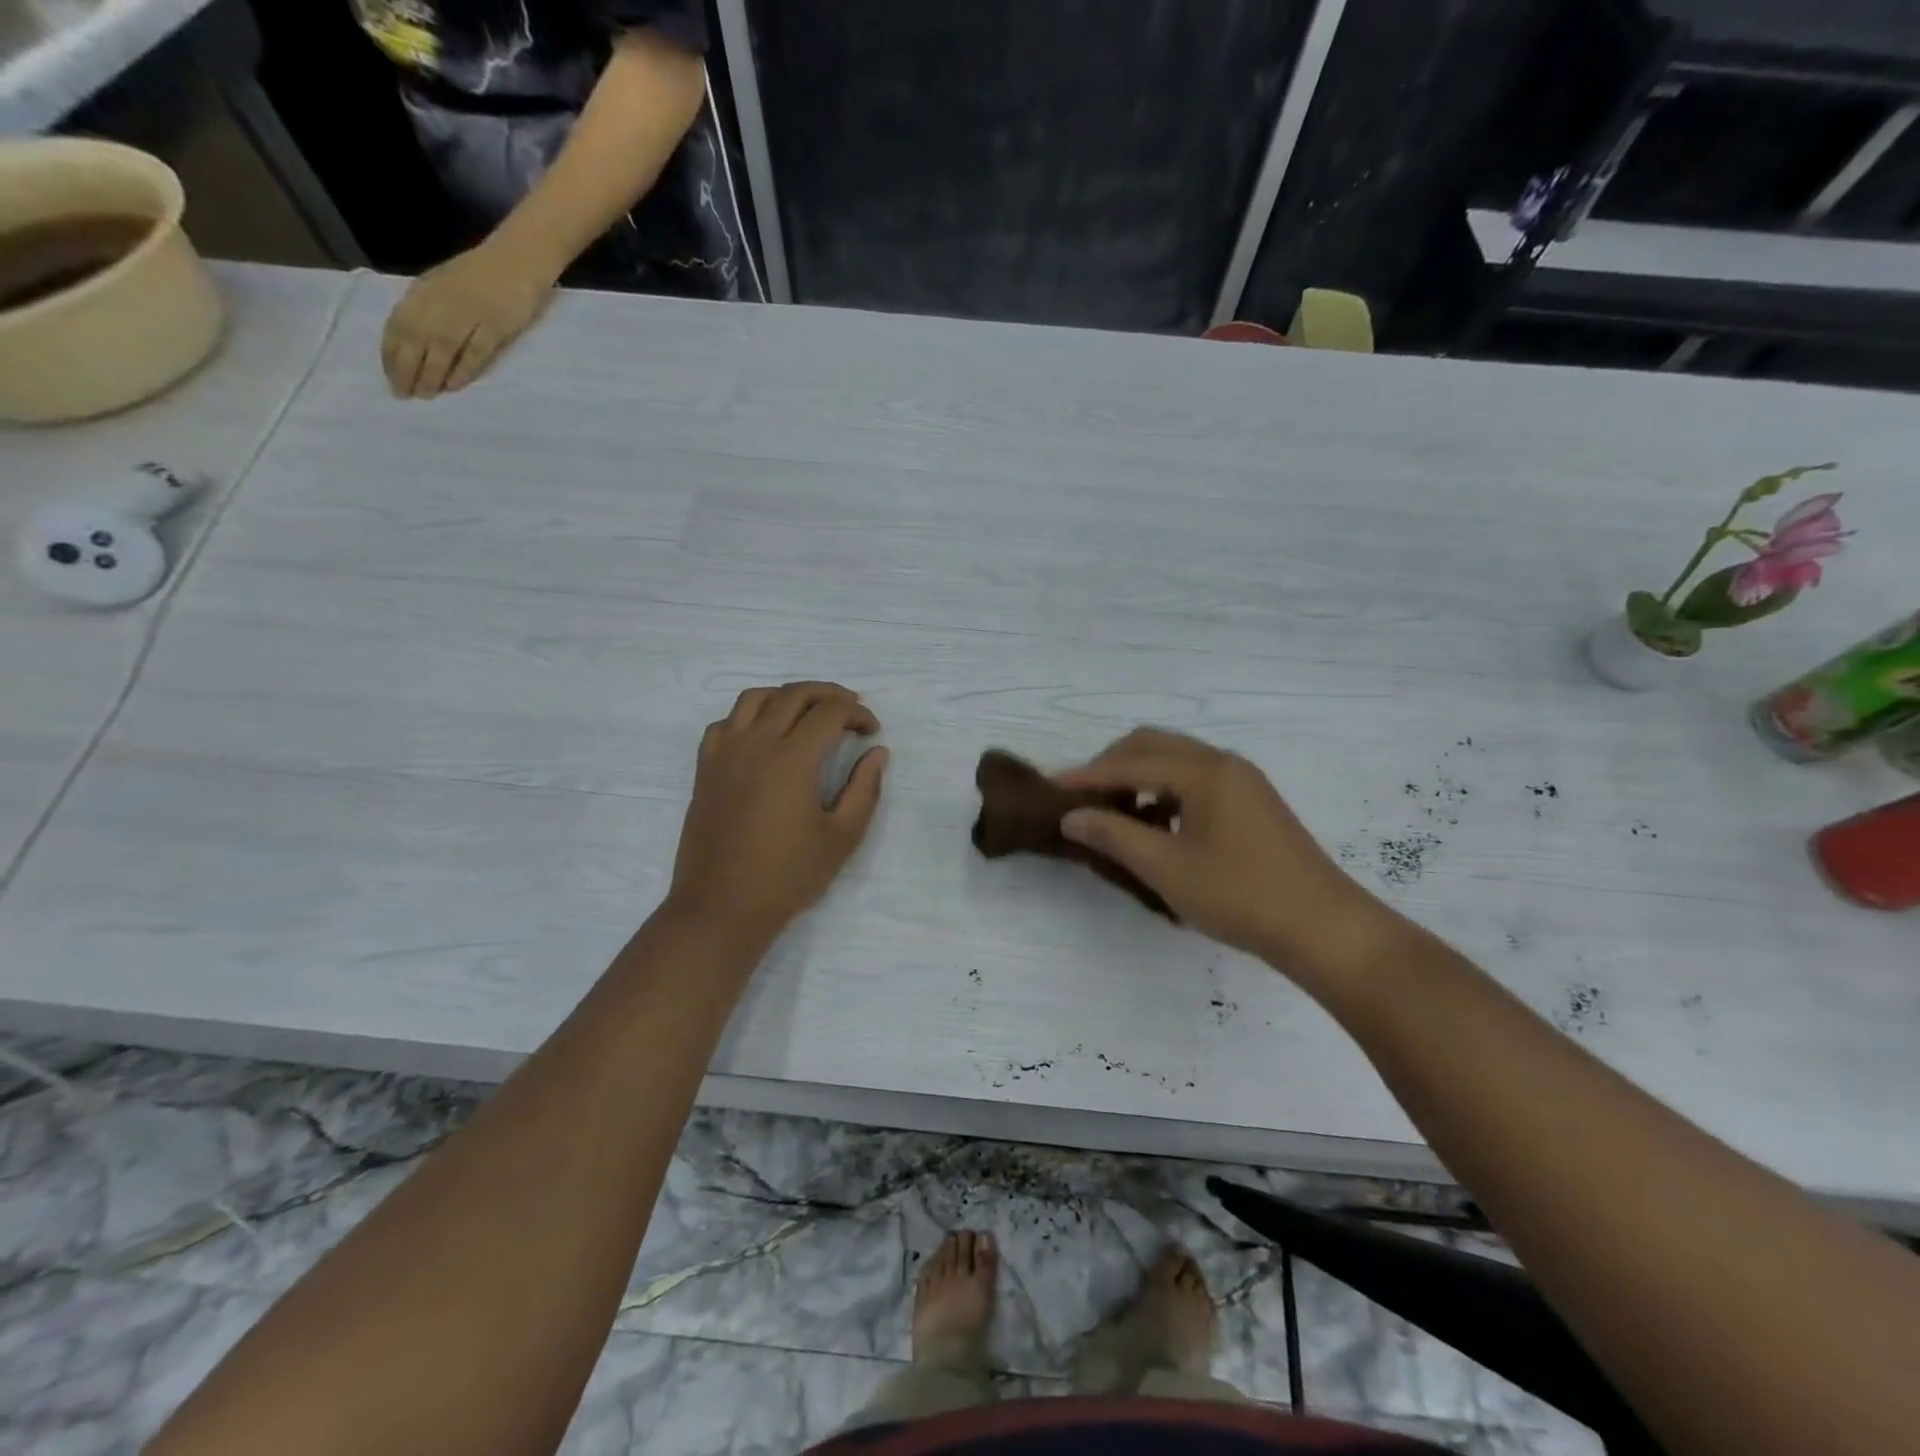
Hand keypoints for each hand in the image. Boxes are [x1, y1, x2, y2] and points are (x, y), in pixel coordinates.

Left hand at [381, 237, 558, 398]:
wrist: (517, 259)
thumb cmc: (481, 273)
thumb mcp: (444, 284)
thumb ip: (429, 307)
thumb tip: (413, 339)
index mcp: (425, 292)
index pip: (399, 325)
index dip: (392, 352)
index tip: (390, 377)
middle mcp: (441, 303)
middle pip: (416, 339)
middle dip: (407, 368)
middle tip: (404, 394)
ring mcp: (470, 315)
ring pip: (443, 348)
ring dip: (431, 373)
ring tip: (426, 395)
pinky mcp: (496, 326)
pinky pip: (476, 351)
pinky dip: (463, 369)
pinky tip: (455, 385)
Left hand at [665, 682, 888, 944]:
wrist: (722, 906)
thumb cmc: (788, 876)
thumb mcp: (842, 837)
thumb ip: (864, 789)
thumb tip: (878, 753)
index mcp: (793, 759)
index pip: (830, 713)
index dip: (857, 714)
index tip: (872, 731)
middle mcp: (756, 744)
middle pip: (794, 694)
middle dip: (828, 694)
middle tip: (851, 709)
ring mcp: (725, 753)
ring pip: (755, 698)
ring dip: (788, 695)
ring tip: (808, 712)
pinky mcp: (706, 769)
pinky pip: (726, 722)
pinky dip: (750, 715)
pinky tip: (764, 734)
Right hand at [1056, 728, 1393, 980]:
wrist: (1323, 928)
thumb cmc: (1239, 895)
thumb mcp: (1166, 867)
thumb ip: (1114, 835)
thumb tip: (1072, 816)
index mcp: (1203, 771)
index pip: (1131, 762)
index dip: (1088, 776)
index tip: (1052, 789)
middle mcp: (1223, 763)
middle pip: (1154, 746)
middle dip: (1112, 765)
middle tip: (1082, 797)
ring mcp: (1243, 781)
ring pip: (1176, 762)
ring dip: (1139, 776)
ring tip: (1114, 812)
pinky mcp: (1253, 803)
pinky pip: (1196, 780)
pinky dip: (1165, 792)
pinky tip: (1155, 825)